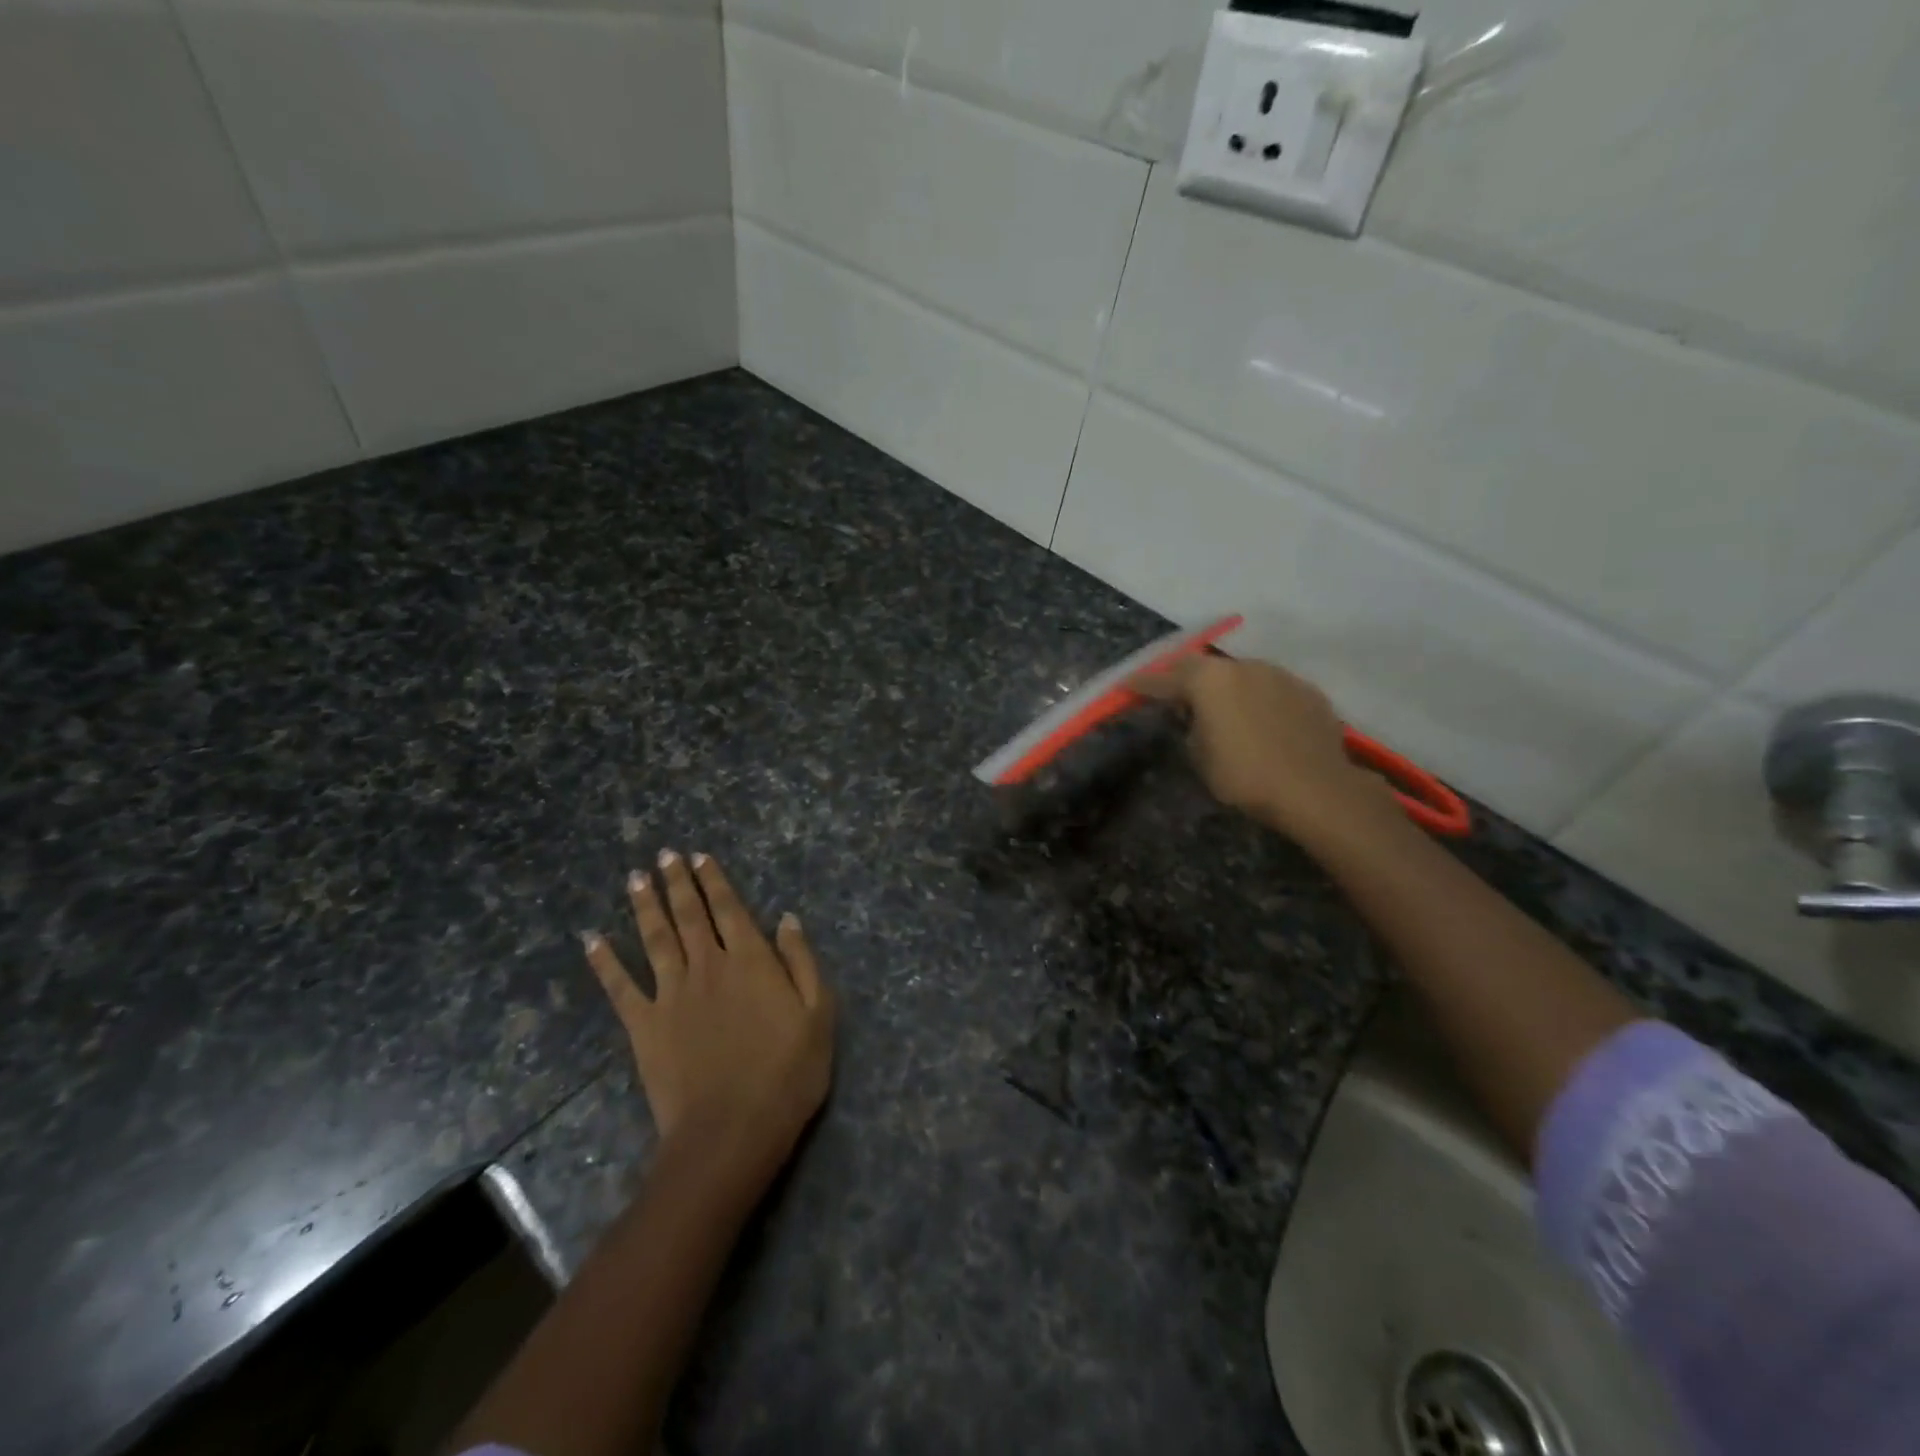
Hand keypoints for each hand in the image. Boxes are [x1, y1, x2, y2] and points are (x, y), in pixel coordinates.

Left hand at [582, 851, 834, 1184]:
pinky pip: (620, 987)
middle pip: (690, 915)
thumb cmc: (787, 1074)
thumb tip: (786, 919)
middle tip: (665, 855)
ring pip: (656, 938)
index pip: (730, 909)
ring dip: (646, 906)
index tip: (700, 857)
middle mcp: (708, 966)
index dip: (714, 880)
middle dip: (678, 882)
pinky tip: (592, 940)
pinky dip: (604, 962)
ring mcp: (671, 994)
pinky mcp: (644, 1026)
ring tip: (636, 878)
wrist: (731, 1131)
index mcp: (751, 960)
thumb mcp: (819, 1014)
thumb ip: (802, 961)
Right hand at [1132, 655, 1397, 844]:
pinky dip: (1258, 700)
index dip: (1143, 683)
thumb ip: (1192, 727)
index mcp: (1208, 681)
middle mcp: (1242, 666)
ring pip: (1241, 674)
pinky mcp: (1307, 690)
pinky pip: (1272, 689)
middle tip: (1174, 694)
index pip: (1164, 678)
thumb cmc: (1245, 776)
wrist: (1316, 790)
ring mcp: (1279, 675)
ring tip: (1223, 710)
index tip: (1127, 686)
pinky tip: (1261, 721)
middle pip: (1203, 666)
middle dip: (1184, 678)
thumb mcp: (1200, 757)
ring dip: (1226, 688)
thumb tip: (1198, 717)